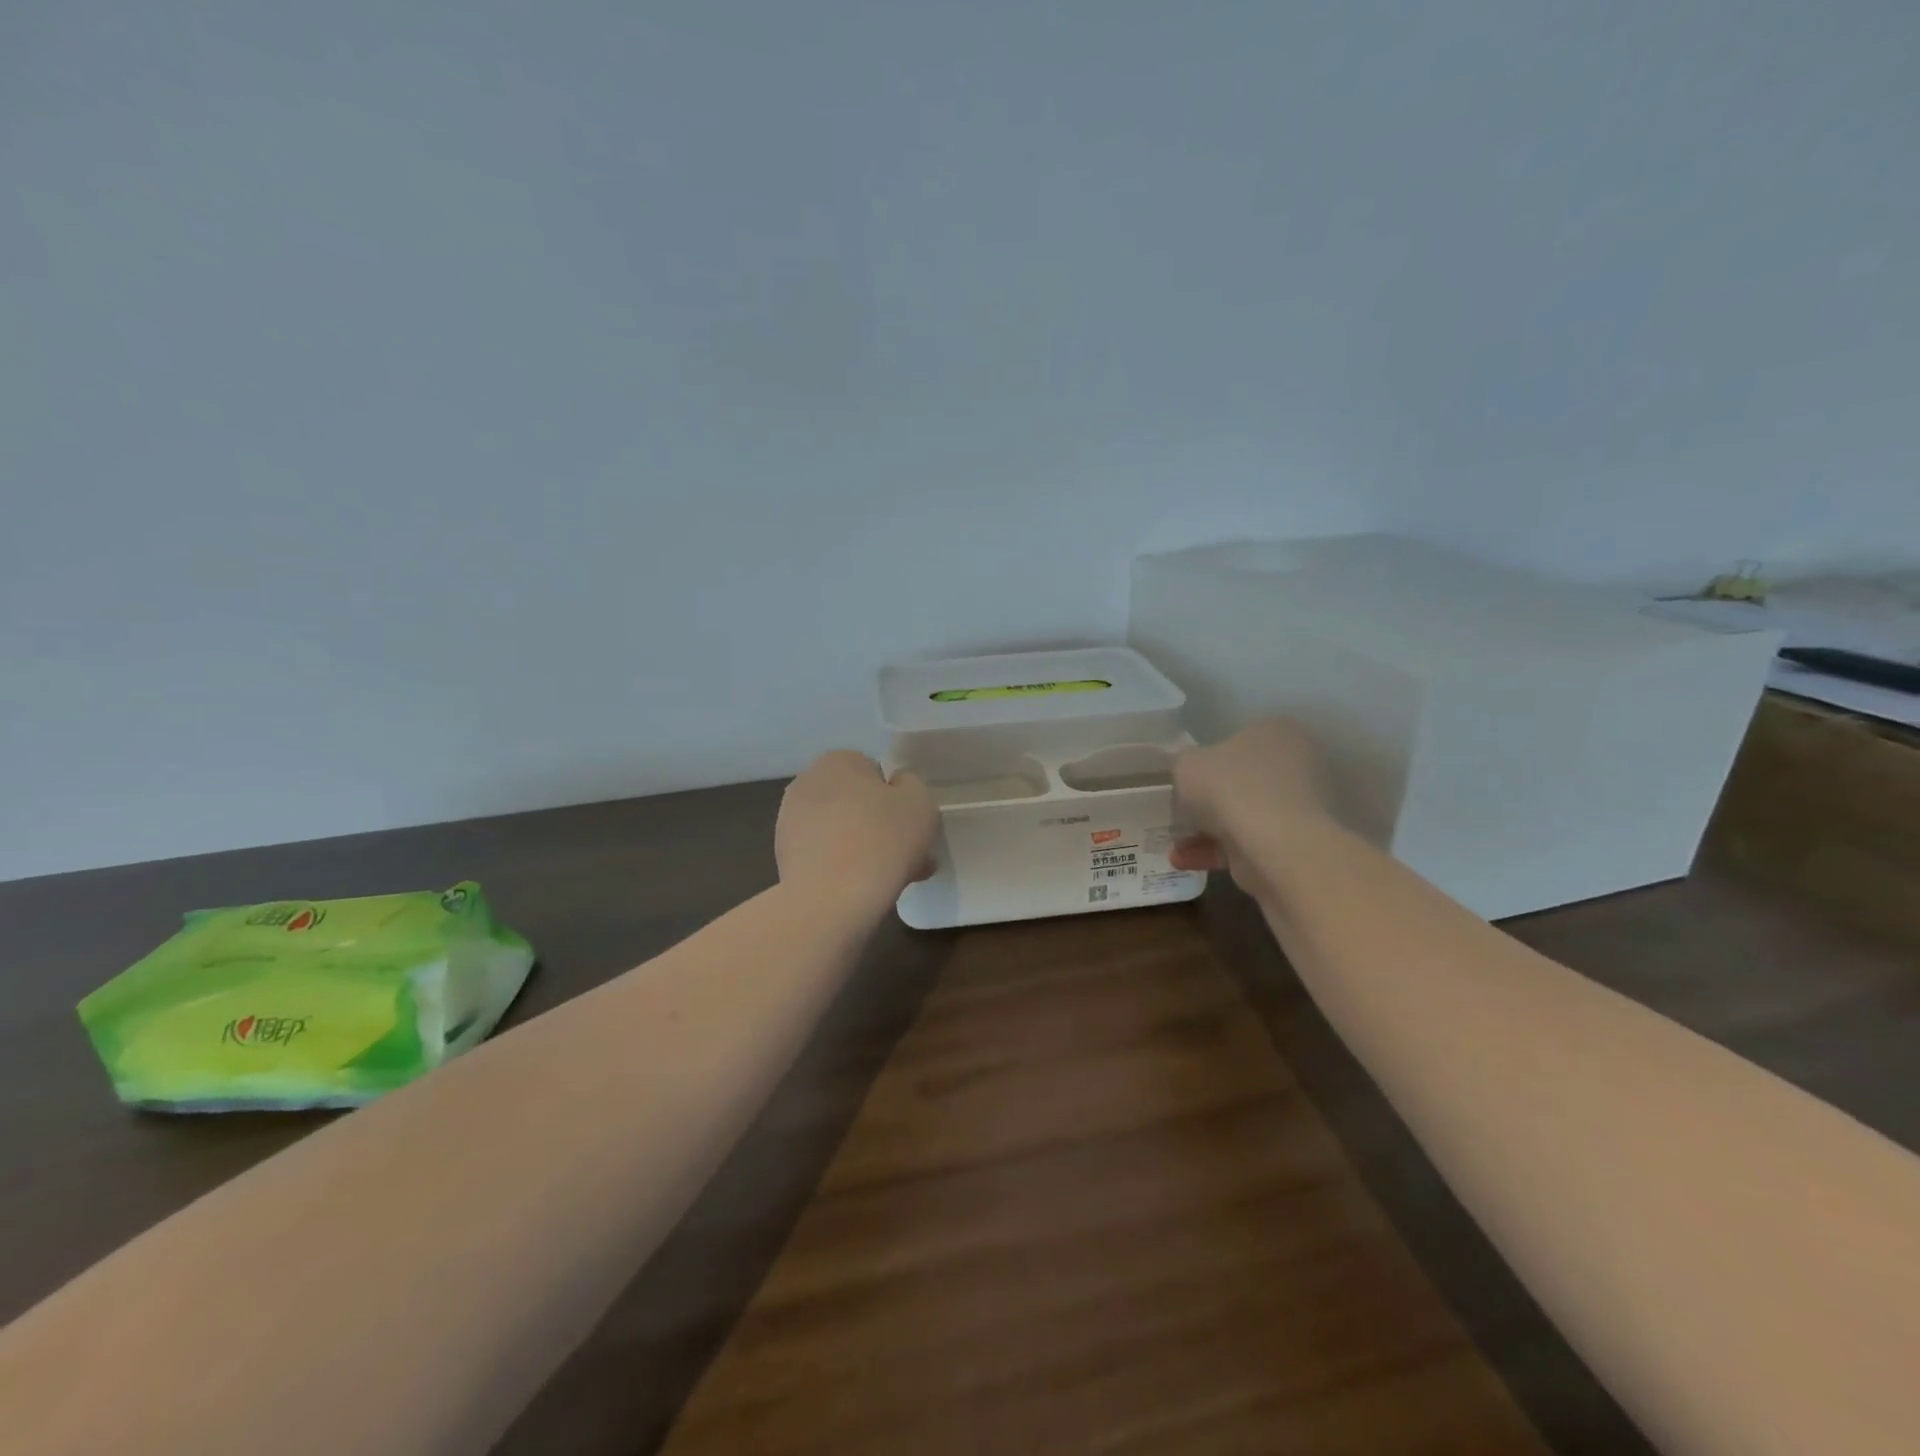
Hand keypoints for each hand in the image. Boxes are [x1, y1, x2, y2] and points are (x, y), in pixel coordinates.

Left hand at [775, 752, 938, 912]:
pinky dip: (843, 867)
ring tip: (890, 879)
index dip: (897, 799)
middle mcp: (807, 782)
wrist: (832, 899)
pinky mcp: (783, 856)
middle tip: (906, 856)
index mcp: (838, 761)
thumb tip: (896, 788)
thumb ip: (911, 785)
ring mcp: (790, 821)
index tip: (911, 826)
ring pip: (841, 831)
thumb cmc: (883, 840)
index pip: (875, 773)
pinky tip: (863, 890)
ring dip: (863, 848)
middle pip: (856, 803)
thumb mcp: (920, 802)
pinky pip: (825, 855)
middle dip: (880, 826)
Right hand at [1169, 719, 1333, 892]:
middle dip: (1208, 802)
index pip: (1239, 741)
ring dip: (1206, 831)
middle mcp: (1299, 765)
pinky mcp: (1295, 844)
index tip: (1186, 781)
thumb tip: (1188, 772)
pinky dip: (1216, 852)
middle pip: (1241, 781)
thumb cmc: (1230, 787)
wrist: (1274, 846)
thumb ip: (1183, 764)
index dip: (1208, 762)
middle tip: (1179, 814)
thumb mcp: (1186, 763)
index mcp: (1279, 732)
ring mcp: (1300, 808)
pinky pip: (1248, 843)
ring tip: (1175, 845)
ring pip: (1243, 816)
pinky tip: (1185, 861)